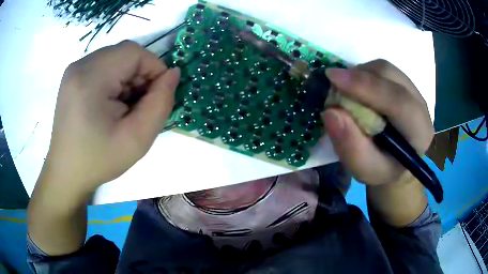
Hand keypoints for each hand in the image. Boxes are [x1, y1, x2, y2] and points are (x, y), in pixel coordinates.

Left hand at [43, 41, 179, 194]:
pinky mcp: (72, 76)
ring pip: (115, 58)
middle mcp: (80, 66)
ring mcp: (74, 70)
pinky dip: (114, 80)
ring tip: (123, 107)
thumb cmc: (98, 160)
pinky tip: (110, 104)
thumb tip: (173, 74)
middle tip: (139, 106)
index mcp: (91, 78)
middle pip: (124, 53)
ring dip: (127, 78)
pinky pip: (103, 66)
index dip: (153, 68)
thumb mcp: (137, 139)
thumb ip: (161, 103)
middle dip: (140, 75)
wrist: (67, 173)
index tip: (156, 95)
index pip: (134, 52)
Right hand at [322, 59, 433, 185]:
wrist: (396, 162)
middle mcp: (420, 105)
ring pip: (384, 69)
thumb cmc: (382, 170)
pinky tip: (357, 90)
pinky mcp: (404, 84)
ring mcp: (413, 90)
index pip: (398, 101)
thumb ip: (351, 147)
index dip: (366, 86)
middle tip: (334, 87)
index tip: (333, 78)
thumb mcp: (365, 169)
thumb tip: (330, 113)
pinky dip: (363, 74)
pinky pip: (381, 70)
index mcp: (419, 131)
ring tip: (346, 92)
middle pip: (390, 76)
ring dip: (360, 74)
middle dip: (359, 77)